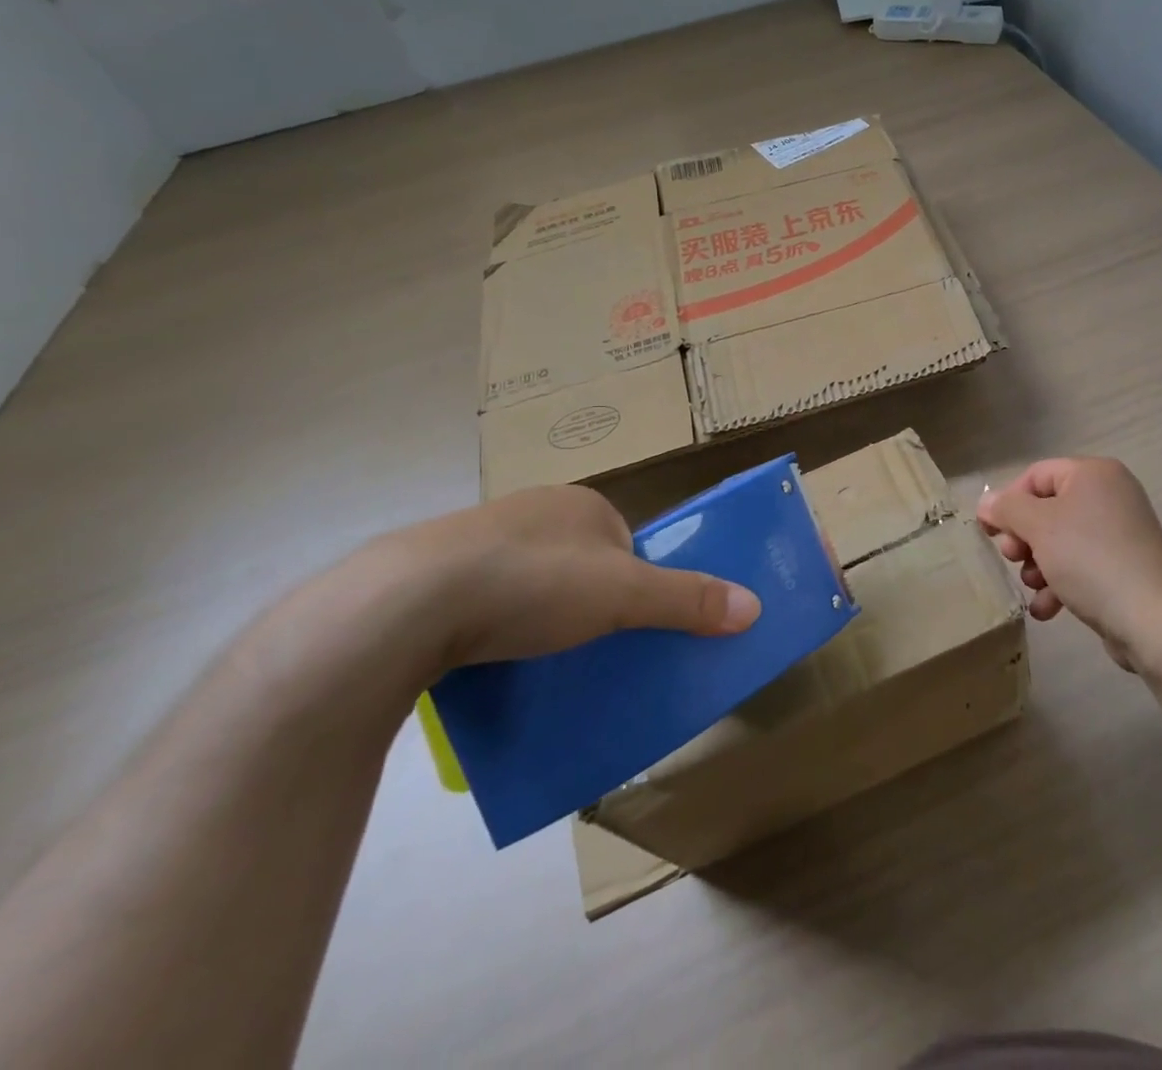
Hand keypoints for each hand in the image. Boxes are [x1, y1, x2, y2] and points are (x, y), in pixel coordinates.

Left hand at [379, 485, 761, 669]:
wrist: (406, 602)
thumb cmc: (533, 582)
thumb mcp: (623, 595)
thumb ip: (687, 599)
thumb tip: (755, 606)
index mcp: (580, 503)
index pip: (624, 542)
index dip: (632, 581)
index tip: (624, 623)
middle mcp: (531, 510)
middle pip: (577, 561)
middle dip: (584, 601)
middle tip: (583, 646)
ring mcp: (475, 539)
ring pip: (527, 581)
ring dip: (535, 615)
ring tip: (534, 659)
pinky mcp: (430, 573)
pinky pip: (480, 599)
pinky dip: (490, 625)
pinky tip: (484, 658)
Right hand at [976, 457, 1161, 670]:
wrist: (1153, 619)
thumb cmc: (1090, 558)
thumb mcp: (1039, 527)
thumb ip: (1007, 509)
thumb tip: (986, 502)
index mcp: (1093, 474)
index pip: (1036, 475)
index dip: (1008, 502)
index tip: (991, 533)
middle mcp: (1110, 495)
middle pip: (1047, 508)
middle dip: (1024, 538)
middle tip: (1013, 559)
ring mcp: (1120, 532)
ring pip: (1060, 541)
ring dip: (1038, 565)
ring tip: (1034, 588)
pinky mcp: (1124, 566)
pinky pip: (1081, 565)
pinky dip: (1060, 583)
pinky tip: (1048, 609)